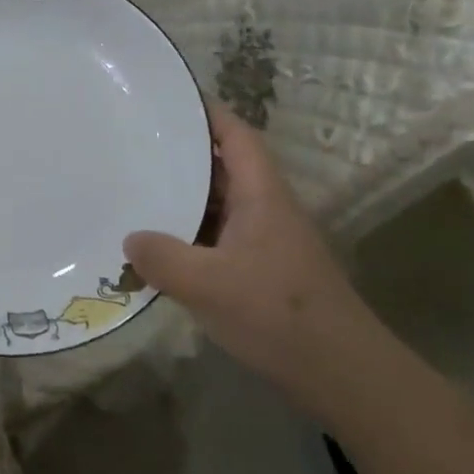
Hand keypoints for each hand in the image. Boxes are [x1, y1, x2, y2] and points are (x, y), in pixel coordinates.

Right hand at [123, 100, 372, 415]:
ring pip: (221, 205)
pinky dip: (191, 234)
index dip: (207, 112)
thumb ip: (163, 258)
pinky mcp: (263, 271)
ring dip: (185, 197)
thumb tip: (130, 239)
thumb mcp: (208, 284)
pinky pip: (219, 237)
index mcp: (262, 195)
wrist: (343, 375)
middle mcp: (267, 209)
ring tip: (137, 189)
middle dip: (184, 154)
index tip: (169, 99)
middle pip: (225, 166)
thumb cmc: (278, 314)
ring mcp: (267, 241)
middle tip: (136, 145)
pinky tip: (161, 247)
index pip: (237, 135)